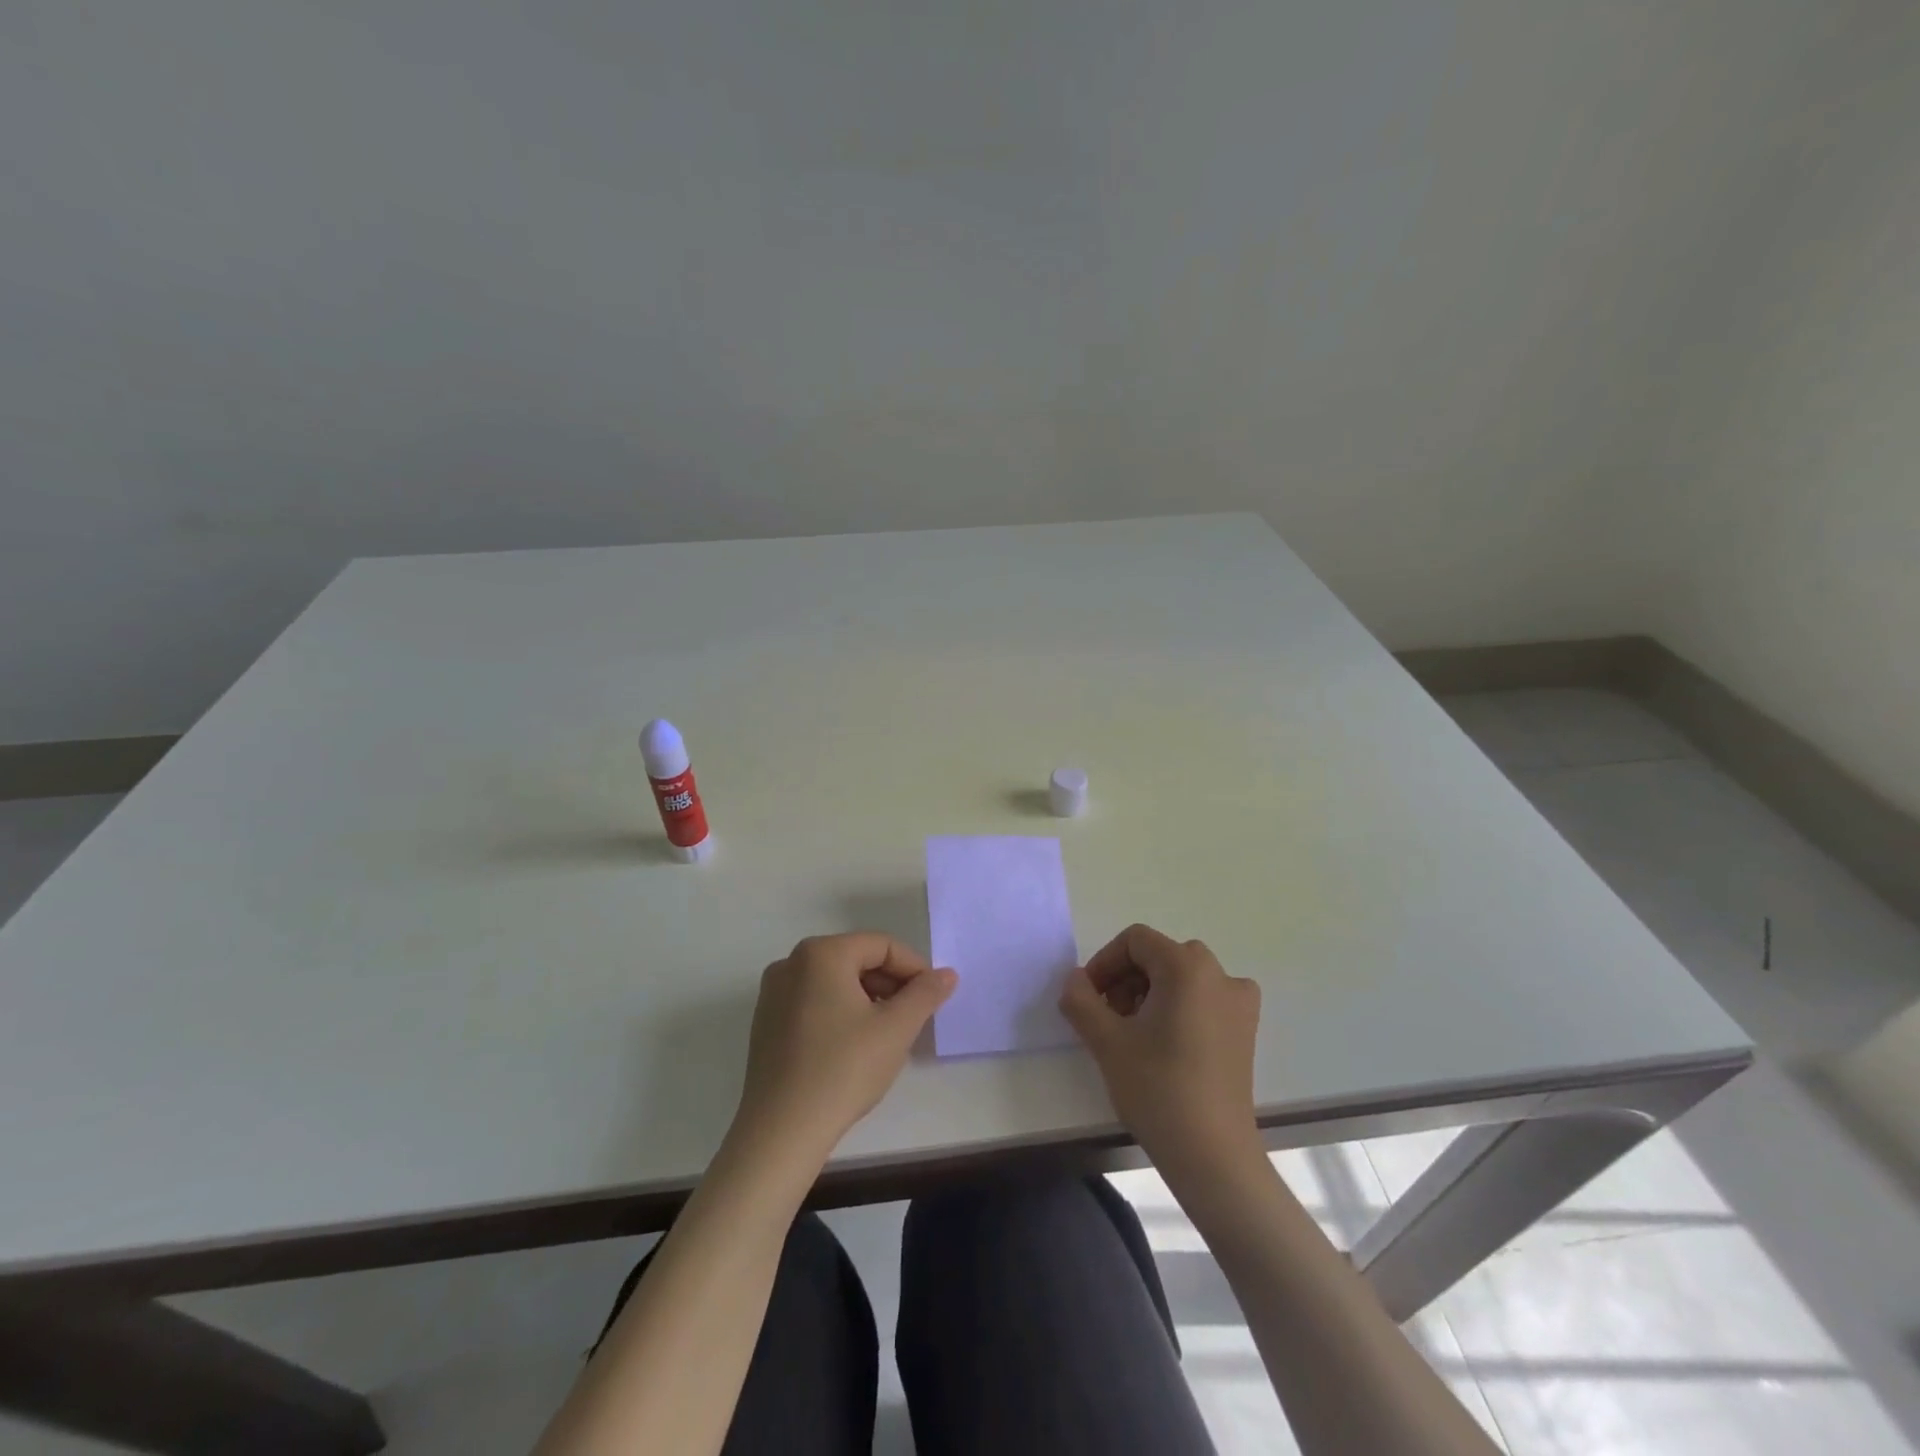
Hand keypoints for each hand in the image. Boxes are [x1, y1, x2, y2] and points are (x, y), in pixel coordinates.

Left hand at [733, 933, 955, 1159]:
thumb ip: (925, 994)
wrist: (781, 1130)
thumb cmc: (844, 1069)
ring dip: (867, 998)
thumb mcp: (896, 1029)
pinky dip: (840, 1011)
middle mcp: (792, 962)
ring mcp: (773, 992)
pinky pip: (813, 1001)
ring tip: (888, 1032)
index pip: (881, 946)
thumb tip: (947, 974)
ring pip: (834, 981)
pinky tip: (854, 1045)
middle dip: (890, 983)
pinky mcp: (765, 1022)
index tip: (933, 997)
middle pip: (856, 959)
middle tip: (914, 1016)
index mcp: (822, 953)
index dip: (914, 968)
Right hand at [1060, 924, 1263, 1176]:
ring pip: (1182, 977)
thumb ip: (1081, 1000)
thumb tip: (1075, 980)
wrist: (1213, 1155)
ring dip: (1150, 992)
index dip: (1105, 963)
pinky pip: (1205, 998)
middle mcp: (1219, 974)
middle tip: (1108, 1017)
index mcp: (1186, 966)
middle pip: (1159, 955)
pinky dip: (1179, 1007)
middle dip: (1126, 979)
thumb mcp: (1106, 1041)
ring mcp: (1238, 1002)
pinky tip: (1166, 1044)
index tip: (1088, 998)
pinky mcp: (1245, 1030)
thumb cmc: (1157, 1089)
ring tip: (1132, 1034)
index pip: (1135, 941)